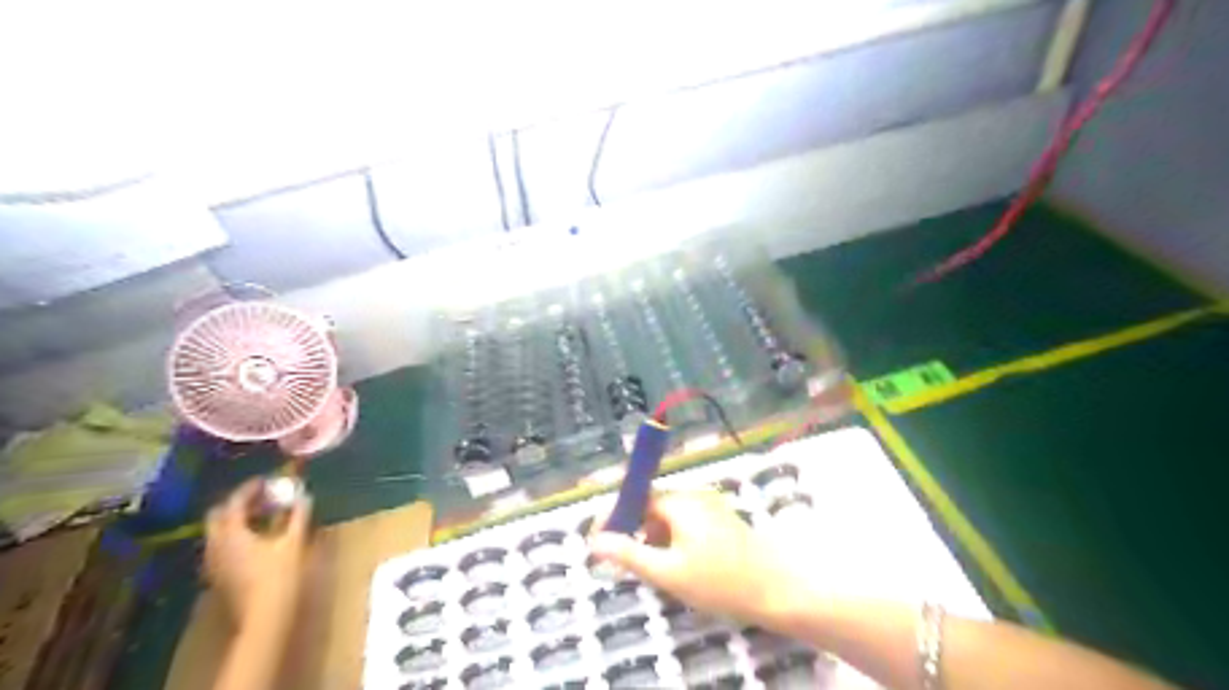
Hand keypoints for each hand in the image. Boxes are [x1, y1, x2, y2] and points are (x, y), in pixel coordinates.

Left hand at [205, 480, 312, 631]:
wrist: (265, 615)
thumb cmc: (280, 575)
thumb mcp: (294, 541)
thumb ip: (298, 515)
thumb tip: (303, 496)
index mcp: (231, 533)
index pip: (234, 502)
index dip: (249, 488)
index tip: (266, 480)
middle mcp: (215, 545)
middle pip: (218, 516)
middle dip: (238, 503)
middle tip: (262, 497)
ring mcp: (214, 561)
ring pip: (218, 531)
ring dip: (237, 519)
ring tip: (263, 515)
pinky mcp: (219, 574)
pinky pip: (222, 545)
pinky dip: (236, 534)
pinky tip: (257, 538)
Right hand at [588, 491, 802, 623]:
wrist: (777, 589)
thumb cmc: (719, 581)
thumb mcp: (668, 572)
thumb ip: (630, 554)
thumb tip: (596, 541)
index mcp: (679, 502)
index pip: (636, 498)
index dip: (616, 517)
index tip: (600, 540)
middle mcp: (694, 496)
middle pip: (653, 507)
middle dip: (637, 531)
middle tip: (629, 564)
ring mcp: (710, 506)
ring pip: (670, 518)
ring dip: (656, 538)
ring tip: (657, 570)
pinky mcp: (721, 519)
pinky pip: (687, 523)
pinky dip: (675, 540)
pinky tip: (680, 566)